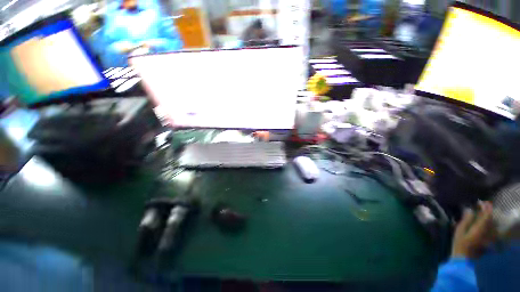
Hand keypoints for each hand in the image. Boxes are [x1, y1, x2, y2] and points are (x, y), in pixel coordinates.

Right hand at [451, 202, 495, 258]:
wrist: (464, 258)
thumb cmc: (459, 243)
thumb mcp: (459, 231)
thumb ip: (465, 220)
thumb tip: (469, 210)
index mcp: (480, 228)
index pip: (486, 215)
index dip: (485, 208)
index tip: (481, 202)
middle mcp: (486, 231)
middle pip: (490, 219)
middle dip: (487, 211)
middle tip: (482, 205)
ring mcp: (487, 236)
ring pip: (491, 223)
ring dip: (488, 216)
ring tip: (483, 212)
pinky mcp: (486, 239)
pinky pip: (489, 228)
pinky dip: (487, 222)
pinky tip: (483, 221)